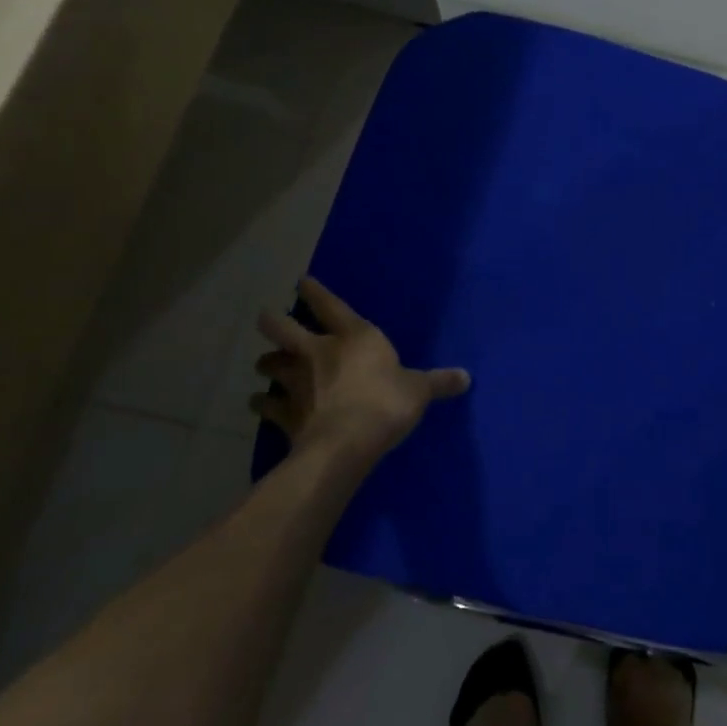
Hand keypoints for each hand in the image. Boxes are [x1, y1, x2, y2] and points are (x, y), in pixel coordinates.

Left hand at [253, 278, 469, 470]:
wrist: (346, 443)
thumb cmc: (386, 404)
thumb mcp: (419, 390)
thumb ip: (438, 382)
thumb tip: (467, 377)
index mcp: (353, 337)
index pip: (330, 306)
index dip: (314, 293)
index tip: (301, 282)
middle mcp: (318, 353)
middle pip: (283, 329)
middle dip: (272, 322)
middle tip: (266, 320)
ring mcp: (296, 383)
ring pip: (270, 365)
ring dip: (267, 364)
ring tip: (266, 366)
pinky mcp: (284, 414)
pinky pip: (266, 405)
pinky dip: (262, 404)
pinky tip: (259, 404)